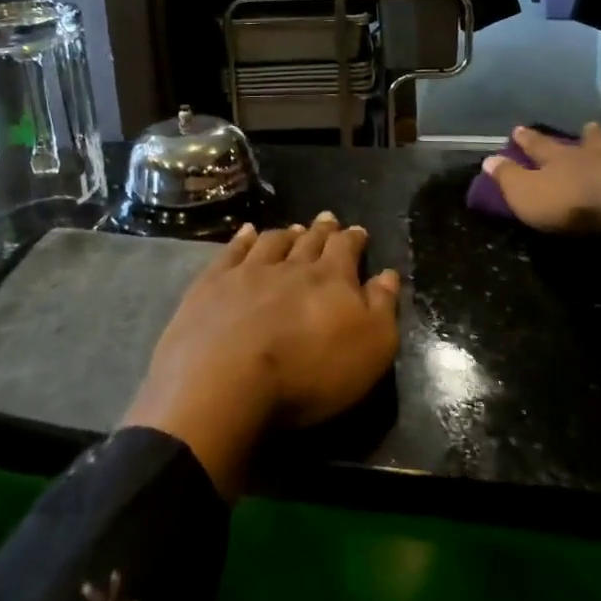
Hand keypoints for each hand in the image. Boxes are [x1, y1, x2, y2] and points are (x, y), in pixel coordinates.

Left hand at [122, 214, 400, 495]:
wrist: (226, 381)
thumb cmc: (309, 373)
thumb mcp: (370, 349)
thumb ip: (382, 308)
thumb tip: (388, 274)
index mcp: (331, 279)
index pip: (346, 249)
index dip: (353, 239)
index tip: (357, 231)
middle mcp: (291, 266)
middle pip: (310, 241)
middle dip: (322, 230)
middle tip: (328, 219)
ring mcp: (248, 271)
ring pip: (273, 242)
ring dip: (287, 233)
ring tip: (294, 228)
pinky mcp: (213, 284)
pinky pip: (232, 251)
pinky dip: (243, 239)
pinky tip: (247, 233)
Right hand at [481, 125, 600, 262]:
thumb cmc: (577, 205)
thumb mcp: (529, 197)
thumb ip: (509, 179)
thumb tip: (486, 160)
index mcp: (568, 162)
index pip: (542, 148)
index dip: (529, 141)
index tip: (518, 129)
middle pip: (594, 143)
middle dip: (588, 136)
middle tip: (589, 124)